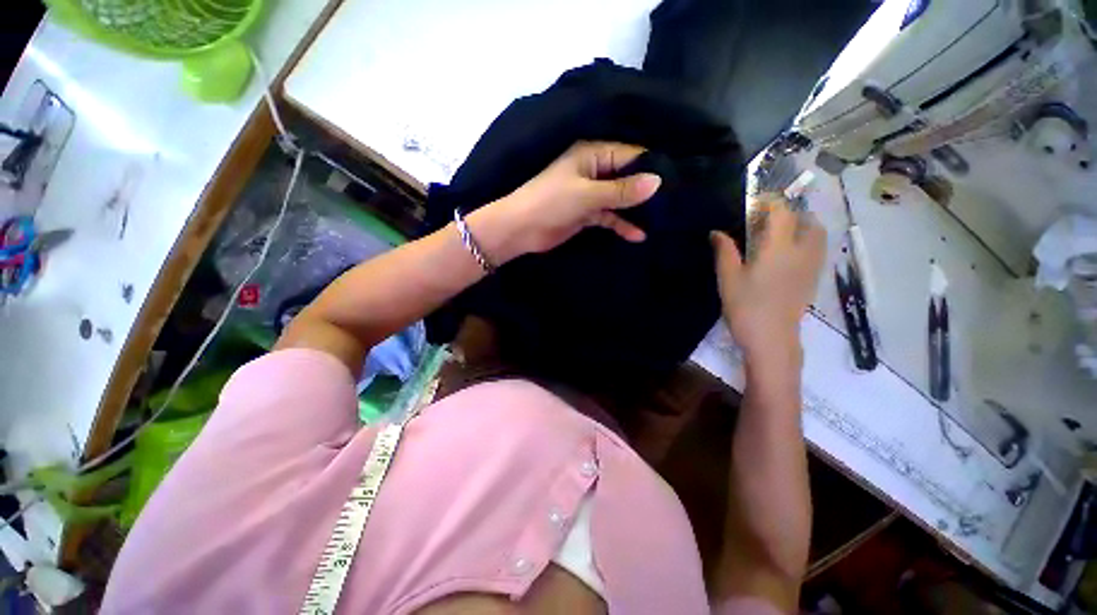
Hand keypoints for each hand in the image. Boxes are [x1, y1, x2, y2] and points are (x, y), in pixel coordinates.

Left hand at [468, 141, 661, 262]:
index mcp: (593, 154)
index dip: (652, 166)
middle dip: (649, 188)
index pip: (630, 154)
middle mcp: (595, 168)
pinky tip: (639, 236)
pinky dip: (623, 223)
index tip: (678, 179)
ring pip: (622, 196)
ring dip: (638, 207)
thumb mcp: (589, 194)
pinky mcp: (588, 211)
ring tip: (666, 219)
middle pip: (629, 175)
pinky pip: (612, 215)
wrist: (518, 229)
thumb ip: (624, 189)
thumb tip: (658, 182)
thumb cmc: (551, 202)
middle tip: (678, 201)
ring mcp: (592, 190)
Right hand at [711, 201, 825, 362]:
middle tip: (775, 220)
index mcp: (778, 246)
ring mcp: (810, 267)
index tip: (755, 208)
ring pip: (819, 237)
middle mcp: (800, 251)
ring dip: (806, 228)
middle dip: (793, 214)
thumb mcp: (729, 281)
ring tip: (788, 235)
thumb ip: (725, 252)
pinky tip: (793, 257)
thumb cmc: (749, 311)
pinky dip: (809, 247)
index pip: (781, 210)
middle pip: (808, 220)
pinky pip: (818, 254)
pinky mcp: (813, 282)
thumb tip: (717, 232)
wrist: (773, 344)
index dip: (769, 202)